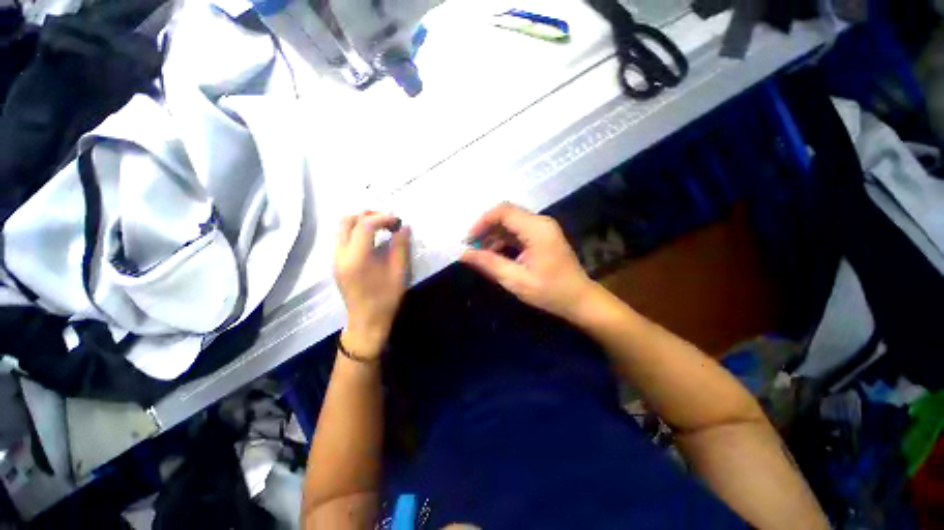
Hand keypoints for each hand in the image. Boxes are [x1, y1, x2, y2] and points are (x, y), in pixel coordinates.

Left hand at [334, 212, 410, 358]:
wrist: (366, 322)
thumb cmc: (385, 299)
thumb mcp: (399, 273)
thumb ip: (401, 247)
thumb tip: (404, 227)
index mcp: (357, 258)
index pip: (365, 224)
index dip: (383, 217)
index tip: (398, 221)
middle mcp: (340, 254)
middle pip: (347, 220)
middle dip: (369, 215)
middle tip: (388, 221)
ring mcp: (335, 258)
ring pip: (342, 227)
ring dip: (362, 222)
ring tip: (382, 228)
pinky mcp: (336, 263)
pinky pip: (343, 238)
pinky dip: (357, 231)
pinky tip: (373, 239)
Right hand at [460, 203, 595, 321]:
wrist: (580, 300)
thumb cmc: (550, 292)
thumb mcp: (516, 280)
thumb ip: (489, 264)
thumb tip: (464, 254)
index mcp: (536, 229)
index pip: (503, 211)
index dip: (482, 221)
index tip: (469, 240)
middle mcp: (540, 222)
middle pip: (506, 215)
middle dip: (486, 229)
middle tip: (471, 248)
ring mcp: (542, 229)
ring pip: (510, 224)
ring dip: (494, 236)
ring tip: (481, 255)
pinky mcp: (542, 237)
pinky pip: (517, 232)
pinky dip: (504, 241)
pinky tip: (495, 255)